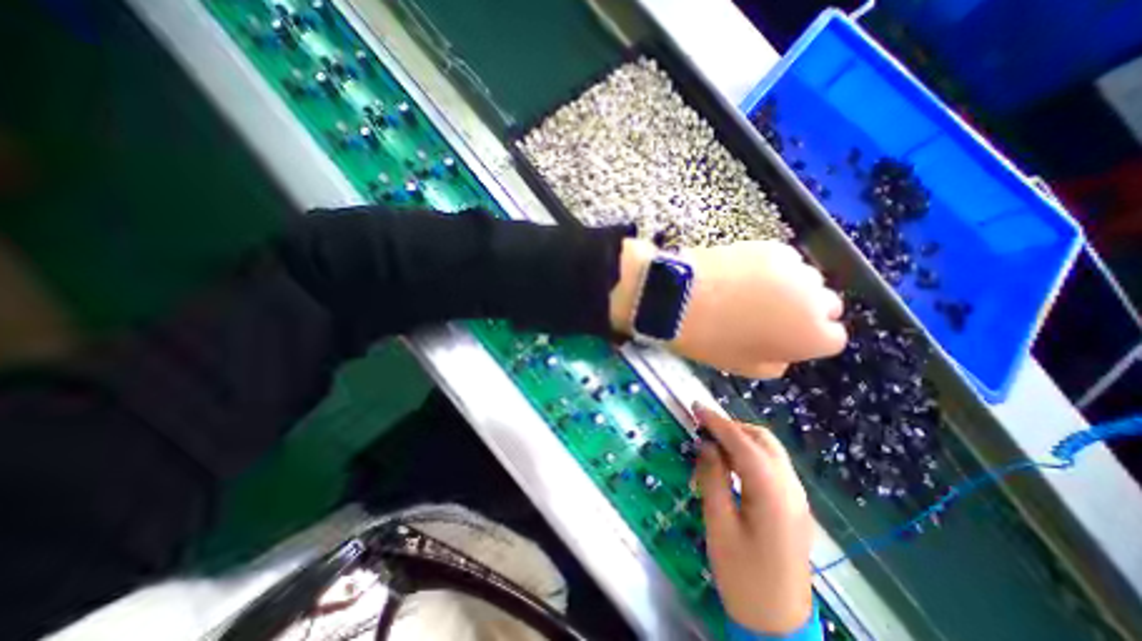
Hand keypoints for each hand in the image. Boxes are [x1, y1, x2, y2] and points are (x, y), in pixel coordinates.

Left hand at [606, 240, 846, 379]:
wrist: (680, 298)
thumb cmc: (710, 339)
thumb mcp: (744, 366)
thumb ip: (776, 362)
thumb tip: (783, 352)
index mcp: (812, 337)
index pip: (832, 338)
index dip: (806, 338)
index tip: (785, 337)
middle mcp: (816, 300)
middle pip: (826, 305)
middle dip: (805, 312)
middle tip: (770, 315)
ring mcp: (795, 269)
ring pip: (806, 280)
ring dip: (791, 288)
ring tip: (754, 293)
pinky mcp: (772, 247)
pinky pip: (784, 261)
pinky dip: (772, 269)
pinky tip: (744, 275)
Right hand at [691, 402, 816, 633]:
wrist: (778, 623)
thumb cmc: (742, 575)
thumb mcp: (719, 524)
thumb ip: (713, 478)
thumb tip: (706, 445)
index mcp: (772, 493)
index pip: (742, 443)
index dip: (717, 421)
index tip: (695, 406)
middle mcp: (791, 488)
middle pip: (762, 440)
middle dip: (732, 427)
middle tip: (703, 428)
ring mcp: (797, 496)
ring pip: (770, 450)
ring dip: (741, 439)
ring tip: (714, 444)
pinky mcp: (794, 505)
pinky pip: (772, 465)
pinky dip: (751, 454)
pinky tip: (732, 465)